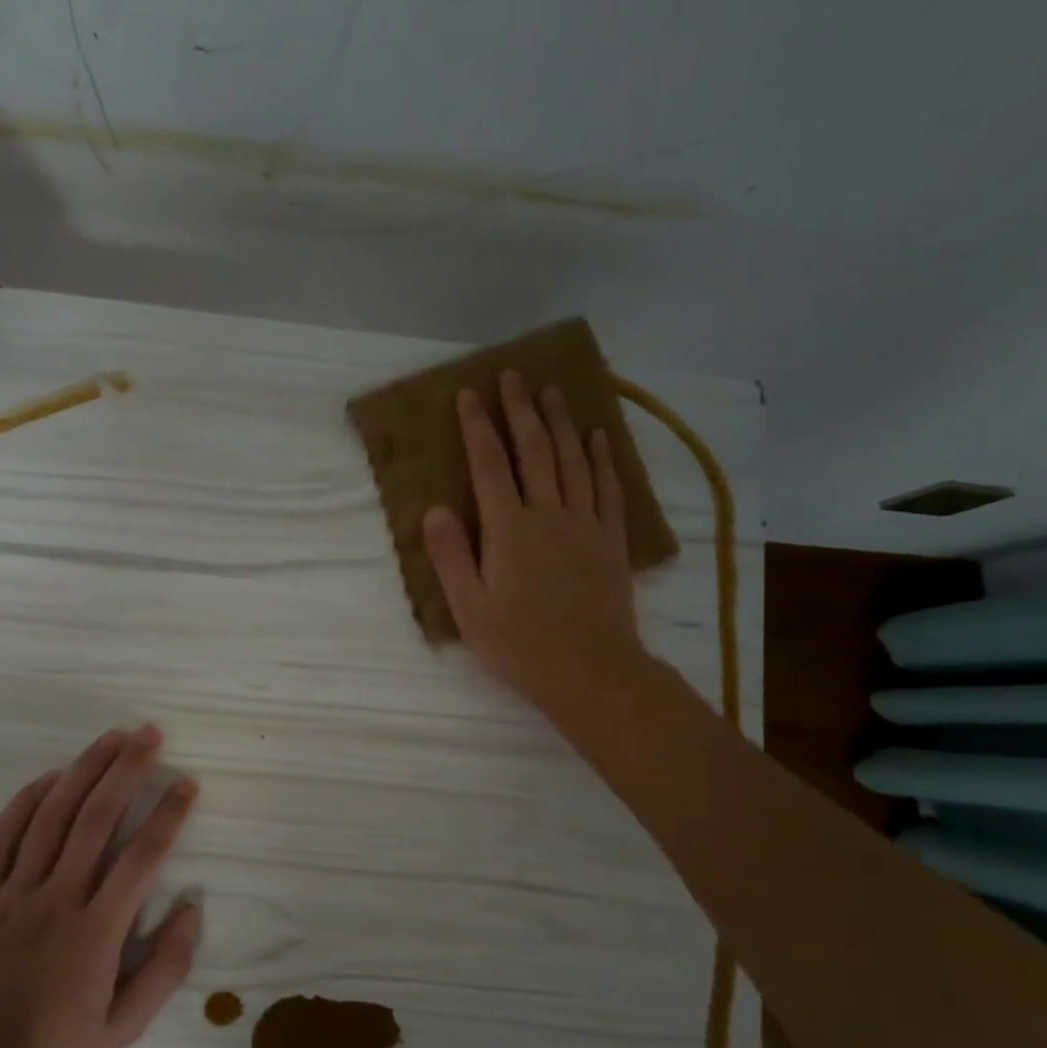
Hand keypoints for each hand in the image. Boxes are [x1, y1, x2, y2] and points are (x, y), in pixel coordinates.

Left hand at [0, 726, 199, 1047]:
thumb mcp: (123, 1029)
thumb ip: (165, 970)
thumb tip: (191, 908)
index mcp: (96, 932)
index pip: (142, 856)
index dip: (168, 814)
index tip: (187, 784)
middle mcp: (57, 899)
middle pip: (97, 818)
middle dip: (127, 770)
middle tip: (150, 735)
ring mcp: (13, 893)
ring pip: (52, 815)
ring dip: (84, 770)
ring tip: (111, 738)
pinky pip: (3, 835)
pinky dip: (27, 800)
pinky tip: (51, 776)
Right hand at [423, 371, 652, 726]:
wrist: (592, 671)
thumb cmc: (521, 645)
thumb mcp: (469, 608)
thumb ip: (450, 556)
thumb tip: (435, 509)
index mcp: (509, 530)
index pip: (489, 465)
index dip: (477, 427)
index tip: (469, 393)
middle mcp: (549, 514)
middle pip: (534, 451)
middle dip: (520, 410)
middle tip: (513, 375)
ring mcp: (585, 524)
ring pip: (573, 460)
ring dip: (561, 422)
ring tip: (552, 391)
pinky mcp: (611, 541)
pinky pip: (608, 488)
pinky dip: (603, 459)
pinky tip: (598, 437)